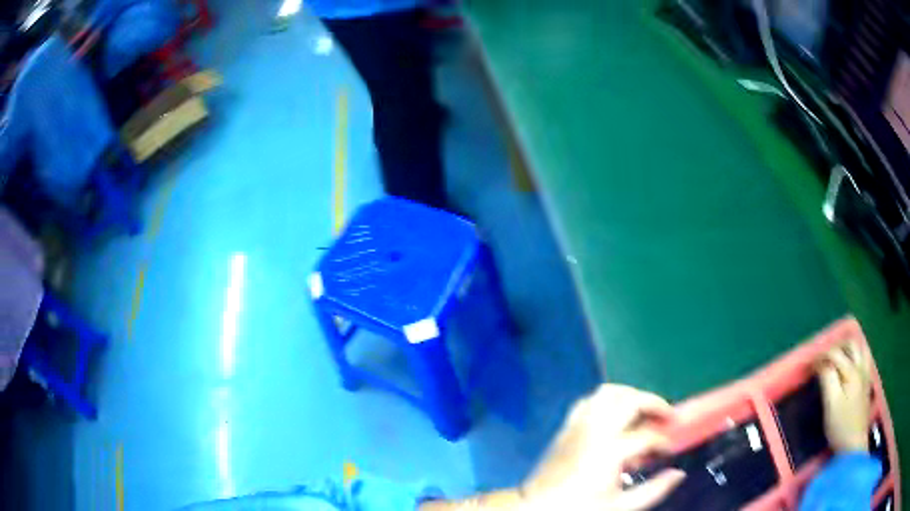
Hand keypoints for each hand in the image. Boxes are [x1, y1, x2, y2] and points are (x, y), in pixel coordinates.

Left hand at [519, 384, 684, 510]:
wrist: (537, 508)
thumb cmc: (580, 508)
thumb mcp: (621, 506)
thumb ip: (654, 490)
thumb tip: (678, 473)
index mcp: (610, 451)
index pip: (648, 436)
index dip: (664, 442)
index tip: (668, 452)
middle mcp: (595, 430)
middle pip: (631, 400)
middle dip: (654, 403)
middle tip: (667, 416)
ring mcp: (578, 425)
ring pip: (608, 392)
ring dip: (631, 395)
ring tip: (644, 410)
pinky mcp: (567, 426)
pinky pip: (589, 401)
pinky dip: (606, 400)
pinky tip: (616, 414)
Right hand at [817, 343, 871, 452]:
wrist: (855, 444)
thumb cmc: (841, 426)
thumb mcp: (831, 405)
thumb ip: (827, 380)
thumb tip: (820, 363)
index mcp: (851, 371)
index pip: (834, 354)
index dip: (821, 356)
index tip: (809, 364)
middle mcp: (860, 367)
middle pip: (850, 345)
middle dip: (836, 347)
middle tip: (823, 357)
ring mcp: (866, 375)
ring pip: (860, 349)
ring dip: (848, 349)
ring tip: (838, 358)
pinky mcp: (867, 384)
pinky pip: (864, 359)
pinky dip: (856, 356)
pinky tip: (851, 365)